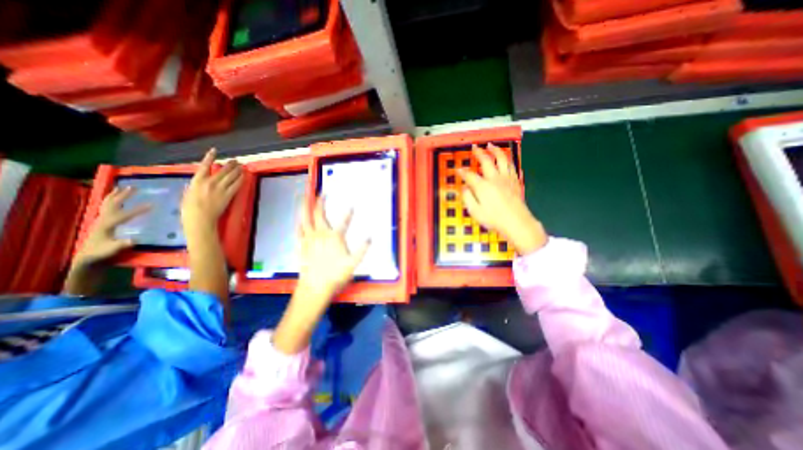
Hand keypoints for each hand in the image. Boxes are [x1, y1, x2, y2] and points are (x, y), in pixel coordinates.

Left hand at [74, 185, 150, 265]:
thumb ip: (121, 244)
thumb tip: (135, 240)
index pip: (125, 215)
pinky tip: (117, 198)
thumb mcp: (112, 250)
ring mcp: (102, 220)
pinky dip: (112, 200)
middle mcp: (103, 219)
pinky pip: (108, 207)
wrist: (88, 257)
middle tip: (134, 187)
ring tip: (122, 187)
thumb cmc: (102, 253)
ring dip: (115, 195)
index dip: (138, 209)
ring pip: (108, 204)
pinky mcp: (103, 222)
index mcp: (107, 225)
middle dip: (123, 195)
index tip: (153, 205)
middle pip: (113, 204)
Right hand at [182, 148, 240, 239]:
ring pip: (231, 176)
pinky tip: (244, 176)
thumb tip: (195, 183)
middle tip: (236, 160)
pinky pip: (237, 185)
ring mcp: (221, 188)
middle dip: (230, 164)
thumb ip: (193, 187)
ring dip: (237, 170)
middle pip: (223, 170)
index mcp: (197, 181)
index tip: (214, 150)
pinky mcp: (229, 195)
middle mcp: (210, 182)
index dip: (210, 157)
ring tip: (241, 166)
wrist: (200, 218)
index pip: (204, 165)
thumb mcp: (187, 194)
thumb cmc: (189, 208)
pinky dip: (241, 179)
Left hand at [295, 198, 366, 305]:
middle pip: (319, 214)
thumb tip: (370, 237)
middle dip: (321, 202)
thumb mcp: (353, 263)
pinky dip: (298, 222)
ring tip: (304, 197)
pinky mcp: (302, 245)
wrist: (315, 286)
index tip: (352, 205)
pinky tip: (298, 219)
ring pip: (305, 219)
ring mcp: (309, 239)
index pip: (344, 221)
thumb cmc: (335, 275)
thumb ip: (362, 250)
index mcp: (335, 237)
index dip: (349, 213)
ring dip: (305, 207)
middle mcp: (321, 234)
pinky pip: (299, 230)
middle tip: (322, 193)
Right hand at [458, 144, 545, 255]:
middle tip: (475, 147)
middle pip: (486, 160)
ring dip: (496, 150)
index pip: (470, 175)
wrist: (517, 222)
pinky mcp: (515, 182)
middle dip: (479, 152)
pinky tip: (507, 160)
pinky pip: (512, 167)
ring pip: (502, 159)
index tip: (458, 170)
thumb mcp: (475, 211)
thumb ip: (468, 198)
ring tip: (491, 146)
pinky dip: (508, 161)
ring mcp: (507, 179)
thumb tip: (465, 188)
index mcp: (483, 186)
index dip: (462, 172)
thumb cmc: (494, 219)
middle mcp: (495, 179)